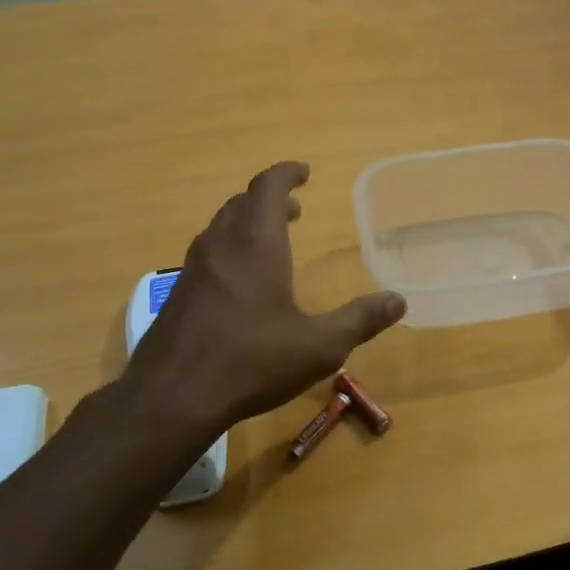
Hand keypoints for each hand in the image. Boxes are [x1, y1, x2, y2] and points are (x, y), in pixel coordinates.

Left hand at [121, 162, 405, 430]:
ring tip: (271, 239)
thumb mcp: (319, 346)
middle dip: (269, 199)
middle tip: (294, 209)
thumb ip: (360, 320)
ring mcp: (193, 269)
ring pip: (221, 228)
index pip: (268, 188)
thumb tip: (398, 301)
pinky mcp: (178, 295)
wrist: (172, 397)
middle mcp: (220, 246)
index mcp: (256, 244)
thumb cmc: (251, 362)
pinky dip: (230, 249)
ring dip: (247, 223)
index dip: (286, 174)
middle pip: (241, 203)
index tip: (304, 172)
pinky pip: (208, 254)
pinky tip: (241, 283)